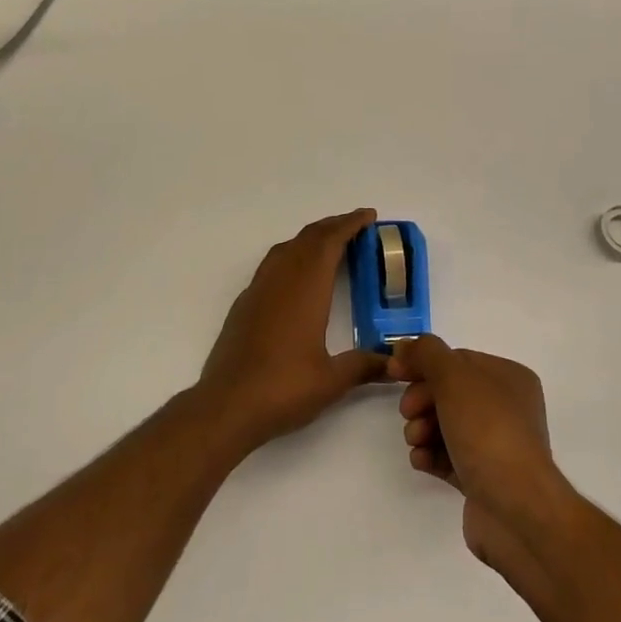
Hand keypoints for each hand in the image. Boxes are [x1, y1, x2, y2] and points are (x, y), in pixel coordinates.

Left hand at [197, 209, 389, 454]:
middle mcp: (281, 280)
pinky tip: (298, 277)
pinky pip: (272, 264)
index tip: (368, 216)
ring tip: (331, 245)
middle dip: (333, 226)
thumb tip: (394, 362)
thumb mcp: (332, 380)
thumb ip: (364, 366)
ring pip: (287, 248)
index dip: (350, 224)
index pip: (330, 242)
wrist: (226, 406)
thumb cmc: (283, 389)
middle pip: (308, 238)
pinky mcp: (245, 304)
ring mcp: (258, 290)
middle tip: (357, 226)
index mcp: (306, 288)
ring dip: (310, 239)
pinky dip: (292, 255)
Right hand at [387, 335, 571, 569]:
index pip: (457, 360)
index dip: (424, 364)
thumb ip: (427, 354)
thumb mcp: (454, 378)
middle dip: (422, 400)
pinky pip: (449, 457)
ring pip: (446, 425)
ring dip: (422, 429)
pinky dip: (431, 455)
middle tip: (408, 413)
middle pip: (449, 392)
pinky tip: (421, 461)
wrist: (516, 510)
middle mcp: (507, 408)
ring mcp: (496, 445)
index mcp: (509, 377)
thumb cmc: (488, 431)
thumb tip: (405, 346)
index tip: (395, 374)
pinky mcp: (483, 479)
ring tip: (416, 442)